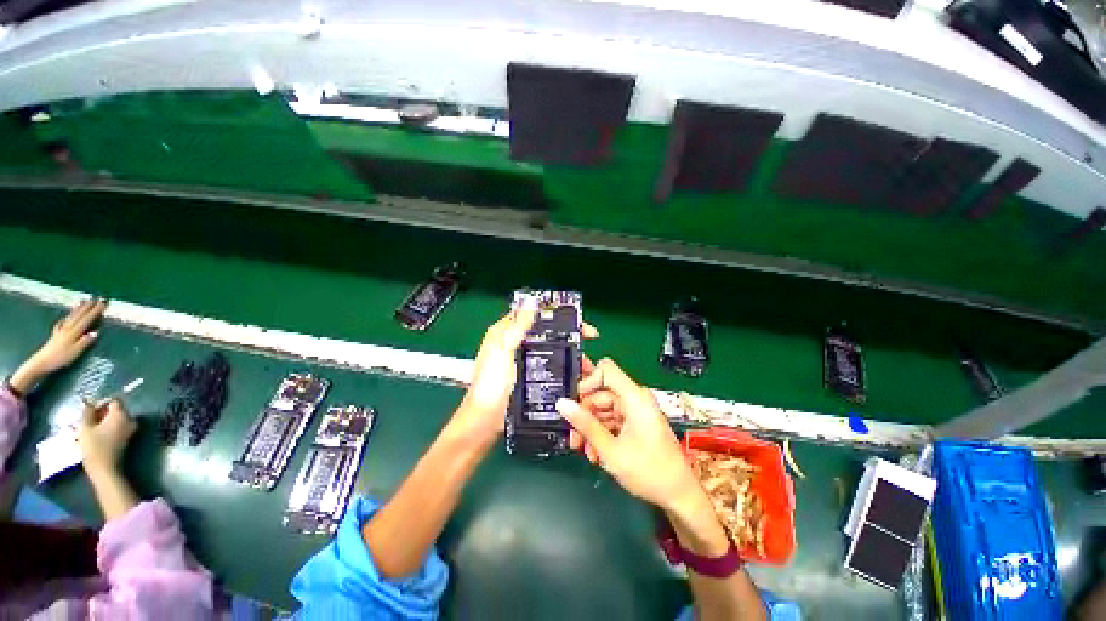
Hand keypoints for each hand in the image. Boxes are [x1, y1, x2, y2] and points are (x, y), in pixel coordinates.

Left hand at [9, 299, 104, 393]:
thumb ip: (85, 342)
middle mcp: (68, 328)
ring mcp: (61, 331)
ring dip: (77, 309)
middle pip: (79, 316)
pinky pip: (61, 323)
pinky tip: (65, 317)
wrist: (42, 362)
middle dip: (87, 307)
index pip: (87, 319)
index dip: (95, 311)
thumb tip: (96, 333)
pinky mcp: (56, 335)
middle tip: (95, 298)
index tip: (103, 303)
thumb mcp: (75, 352)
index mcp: (74, 332)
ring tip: (82, 301)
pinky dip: (65, 318)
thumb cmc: (60, 358)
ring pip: (71, 317)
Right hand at [78, 399, 136, 478]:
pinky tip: (95, 436)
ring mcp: (130, 430)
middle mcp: (129, 420)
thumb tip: (88, 402)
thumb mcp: (85, 427)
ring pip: (115, 420)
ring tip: (89, 429)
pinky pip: (117, 428)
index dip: (101, 403)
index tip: (90, 411)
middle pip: (116, 410)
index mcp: (121, 415)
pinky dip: (107, 429)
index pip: (114, 401)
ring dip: (103, 422)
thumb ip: (87, 412)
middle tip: (87, 421)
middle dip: (101, 413)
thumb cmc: (94, 447)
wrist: (105, 469)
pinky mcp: (127, 439)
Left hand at [453, 305, 598, 446]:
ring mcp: (523, 361)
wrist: (483, 423)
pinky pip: (550, 368)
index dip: (559, 316)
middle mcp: (515, 343)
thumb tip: (533, 300)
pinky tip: (576, 379)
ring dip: (570, 358)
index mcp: (506, 332)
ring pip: (551, 352)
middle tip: (588, 351)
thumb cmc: (491, 384)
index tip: (581, 325)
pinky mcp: (528, 378)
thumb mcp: (503, 350)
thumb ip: (517, 327)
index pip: (536, 316)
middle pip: (548, 335)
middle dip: (570, 340)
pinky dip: (563, 371)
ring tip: (586, 370)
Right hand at [555, 358, 697, 510]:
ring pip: (603, 410)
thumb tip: (562, 403)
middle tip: (574, 439)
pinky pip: (612, 420)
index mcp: (634, 397)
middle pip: (601, 394)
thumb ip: (585, 424)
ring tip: (586, 452)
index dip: (587, 381)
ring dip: (591, 429)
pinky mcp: (636, 423)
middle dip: (584, 415)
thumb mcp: (610, 450)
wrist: (679, 496)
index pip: (605, 370)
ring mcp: (636, 411)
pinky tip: (596, 454)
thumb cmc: (649, 471)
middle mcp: (635, 398)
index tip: (574, 403)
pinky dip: (602, 434)